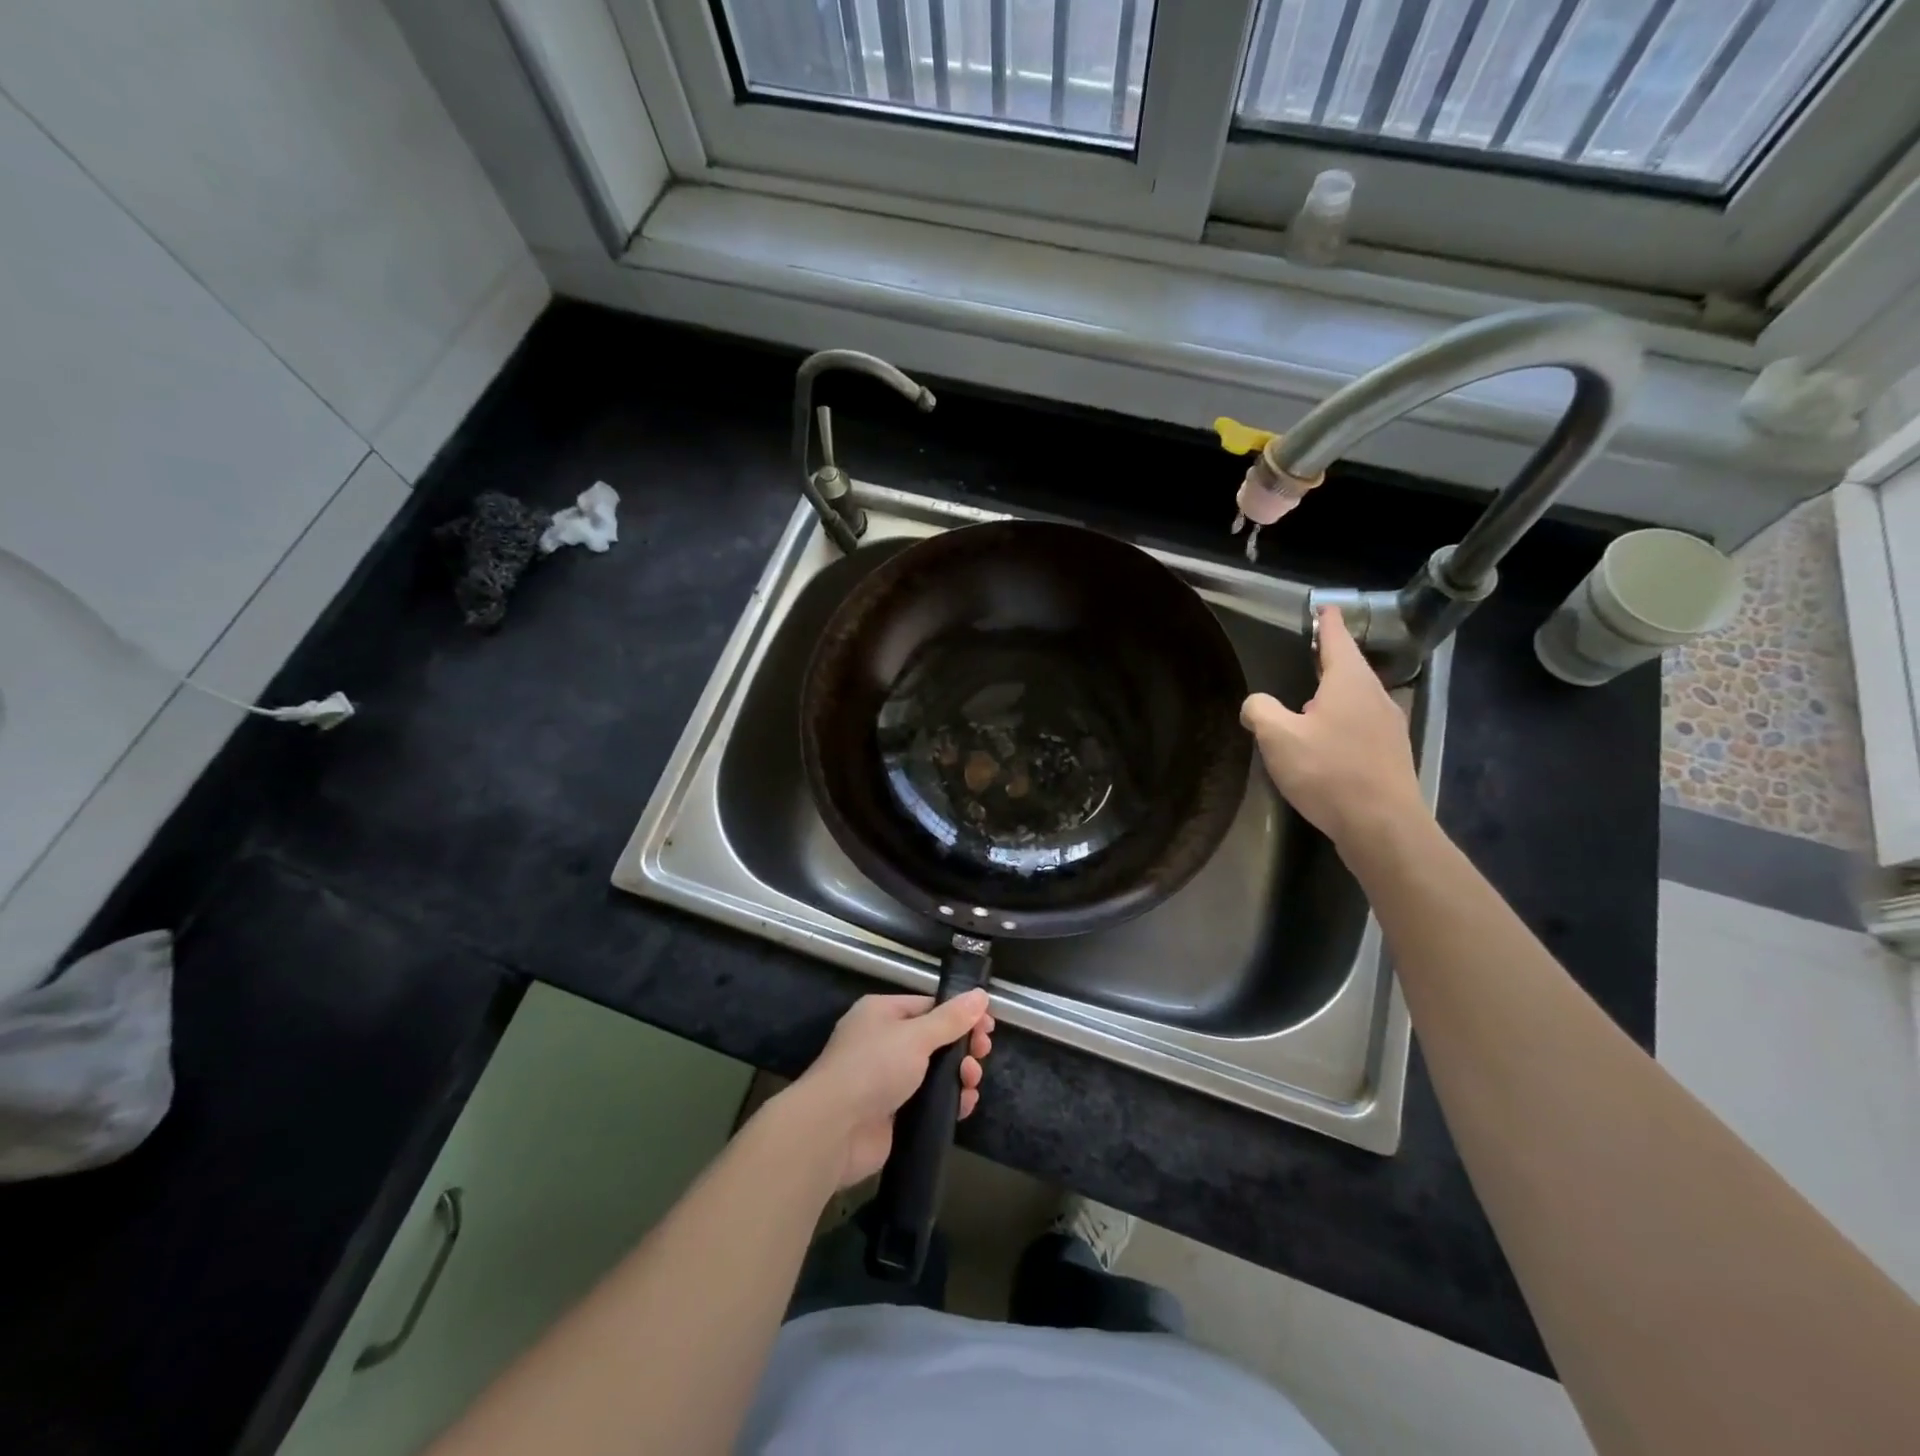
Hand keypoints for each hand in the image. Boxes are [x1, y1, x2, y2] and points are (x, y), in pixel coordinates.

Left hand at [786, 992, 994, 1188]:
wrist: (834, 1129)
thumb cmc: (874, 1068)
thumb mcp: (916, 1036)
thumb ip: (951, 1019)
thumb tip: (980, 995)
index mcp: (882, 1013)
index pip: (929, 1005)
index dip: (960, 1014)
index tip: (988, 1026)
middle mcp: (883, 1042)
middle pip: (934, 1038)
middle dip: (962, 1046)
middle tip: (982, 1054)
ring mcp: (886, 1079)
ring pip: (933, 1071)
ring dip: (958, 1074)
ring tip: (972, 1081)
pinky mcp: (892, 1113)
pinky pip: (927, 1101)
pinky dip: (948, 1101)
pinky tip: (965, 1104)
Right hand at [1241, 606, 1426, 850]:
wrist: (1382, 826)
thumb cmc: (1328, 771)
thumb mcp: (1278, 737)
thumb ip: (1260, 711)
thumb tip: (1256, 704)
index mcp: (1350, 682)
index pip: (1337, 639)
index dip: (1327, 623)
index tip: (1323, 608)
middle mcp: (1375, 696)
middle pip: (1350, 668)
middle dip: (1329, 660)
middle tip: (1308, 655)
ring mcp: (1389, 727)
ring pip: (1357, 699)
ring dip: (1335, 695)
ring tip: (1309, 702)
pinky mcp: (1391, 755)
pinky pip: (1362, 725)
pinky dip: (1343, 722)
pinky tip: (1326, 742)